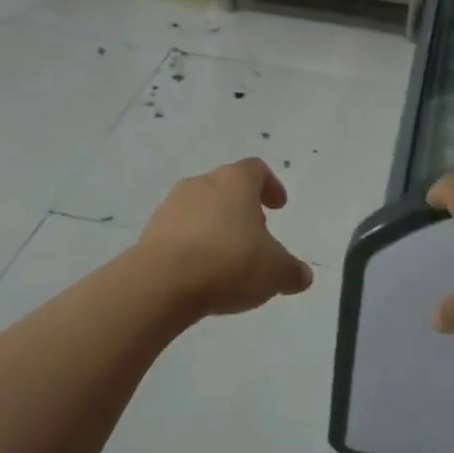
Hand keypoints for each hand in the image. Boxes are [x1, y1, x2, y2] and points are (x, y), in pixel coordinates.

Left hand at [138, 158, 314, 318]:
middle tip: (255, 233)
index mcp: (235, 181)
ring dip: (215, 227)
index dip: (270, 185)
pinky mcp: (150, 232)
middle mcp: (202, 184)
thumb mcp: (275, 272)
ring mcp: (171, 206)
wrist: (162, 283)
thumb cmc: (229, 262)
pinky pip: (179, 233)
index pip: (256, 169)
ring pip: (200, 209)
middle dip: (242, 208)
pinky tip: (201, 272)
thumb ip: (292, 272)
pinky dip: (193, 245)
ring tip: (227, 258)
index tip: (278, 206)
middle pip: (226, 187)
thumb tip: (302, 276)